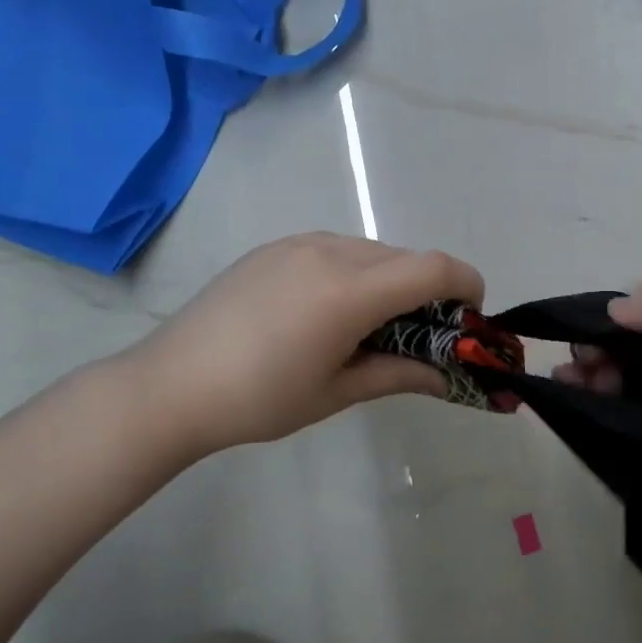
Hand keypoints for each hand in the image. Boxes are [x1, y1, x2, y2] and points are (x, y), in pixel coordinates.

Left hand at [111, 233, 483, 465]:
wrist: (170, 385)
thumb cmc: (259, 399)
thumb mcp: (337, 392)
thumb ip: (399, 373)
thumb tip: (447, 375)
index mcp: (349, 290)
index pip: (434, 268)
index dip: (467, 285)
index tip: (471, 317)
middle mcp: (331, 251)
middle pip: (406, 257)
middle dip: (429, 290)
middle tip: (423, 334)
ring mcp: (299, 243)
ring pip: (373, 250)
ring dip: (392, 279)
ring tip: (371, 325)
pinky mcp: (276, 247)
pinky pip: (337, 248)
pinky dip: (357, 271)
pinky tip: (330, 310)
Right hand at [555, 284, 641, 522]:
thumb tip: (612, 307)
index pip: (641, 309)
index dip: (607, 317)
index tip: (577, 332)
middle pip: (627, 345)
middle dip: (596, 350)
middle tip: (577, 368)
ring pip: (627, 379)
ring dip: (596, 378)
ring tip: (570, 387)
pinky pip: (635, 413)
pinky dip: (608, 409)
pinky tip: (584, 410)